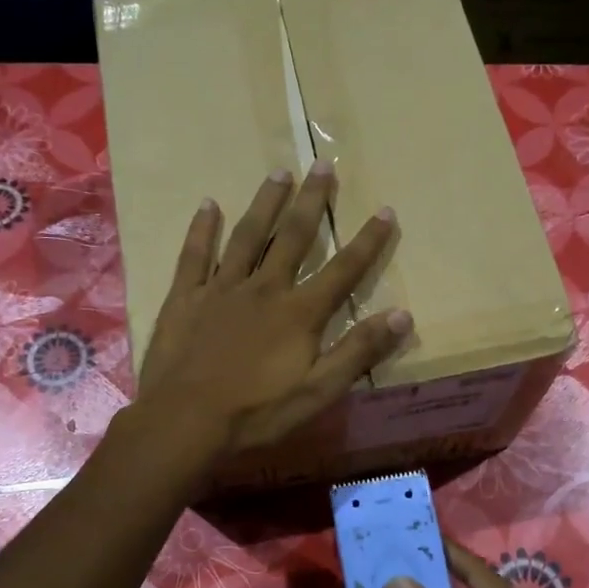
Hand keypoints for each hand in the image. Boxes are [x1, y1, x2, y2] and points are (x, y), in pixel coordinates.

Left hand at [137, 162, 410, 456]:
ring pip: (248, 236)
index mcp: (299, 312)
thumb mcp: (318, 392)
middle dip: (312, 201)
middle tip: (323, 165)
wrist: (185, 422)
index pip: (343, 269)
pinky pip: (195, 255)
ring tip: (279, 172)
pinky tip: (209, 204)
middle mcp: (264, 288)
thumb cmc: (257, 413)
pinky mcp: (186, 297)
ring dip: (266, 203)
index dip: (368, 241)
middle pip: (294, 237)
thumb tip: (403, 315)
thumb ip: (359, 351)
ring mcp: (222, 288)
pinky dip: (202, 229)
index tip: (386, 210)